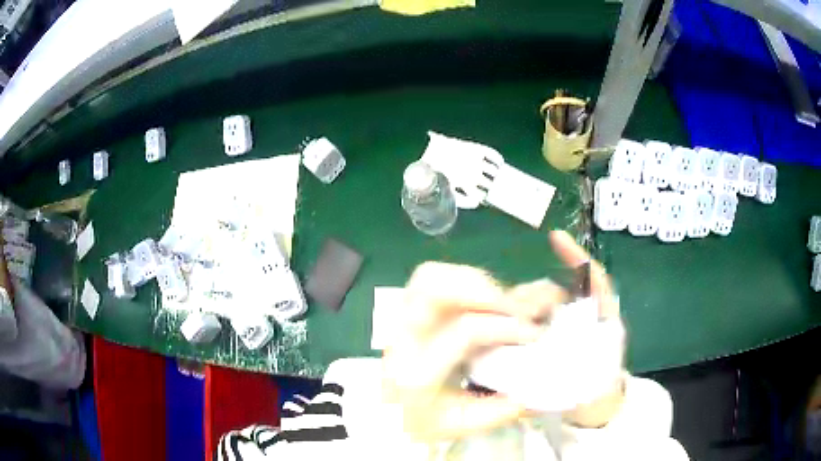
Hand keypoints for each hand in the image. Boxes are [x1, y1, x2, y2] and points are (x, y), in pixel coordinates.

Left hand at [381, 230, 621, 441]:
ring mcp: (399, 318)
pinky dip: (462, 279)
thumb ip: (500, 411)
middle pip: (434, 287)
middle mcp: (403, 337)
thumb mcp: (460, 424)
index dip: (507, 326)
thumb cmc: (418, 421)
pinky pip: (431, 278)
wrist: (380, 414)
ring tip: (500, 301)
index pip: (466, 330)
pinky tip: (482, 298)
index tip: (536, 333)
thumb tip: (538, 388)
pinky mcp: (404, 309)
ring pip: (430, 276)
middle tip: (515, 308)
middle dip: (484, 290)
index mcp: (418, 372)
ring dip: (473, 280)